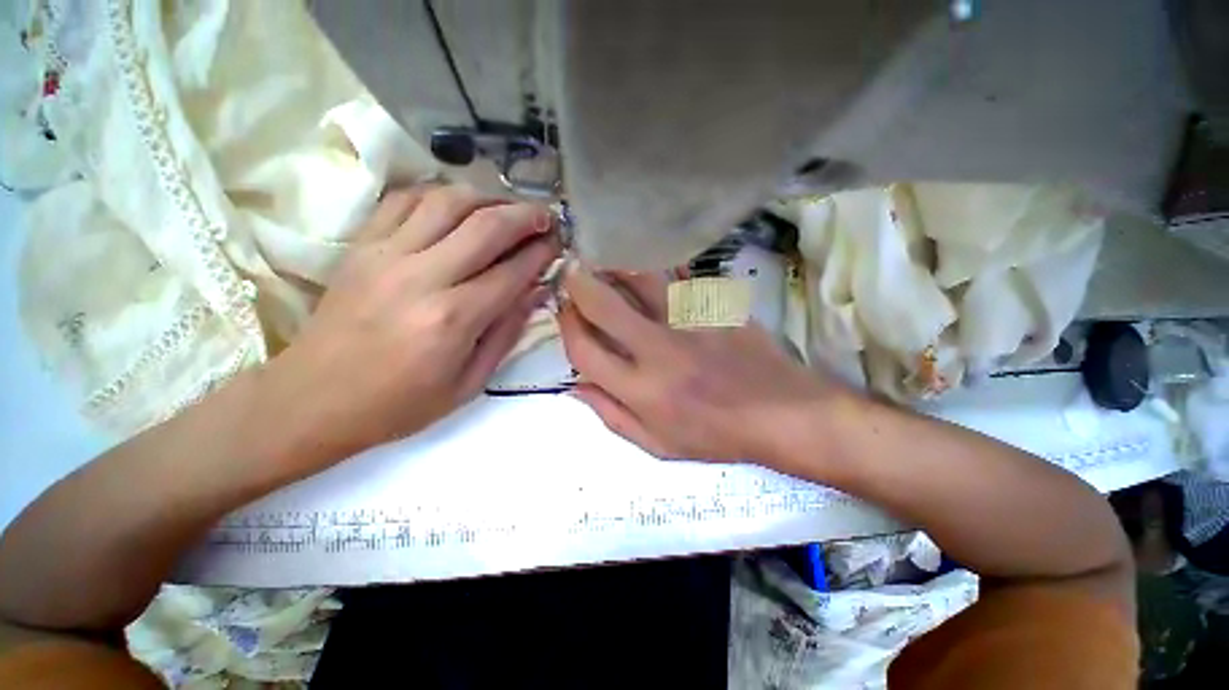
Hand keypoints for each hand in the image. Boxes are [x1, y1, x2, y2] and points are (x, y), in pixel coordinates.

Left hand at [261, 186, 557, 471]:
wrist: (313, 399)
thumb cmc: (399, 403)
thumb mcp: (469, 383)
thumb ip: (507, 333)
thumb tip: (536, 292)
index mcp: (453, 319)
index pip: (512, 271)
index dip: (542, 253)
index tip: (558, 243)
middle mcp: (422, 277)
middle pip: (485, 226)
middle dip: (525, 215)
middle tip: (545, 216)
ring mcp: (385, 255)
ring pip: (446, 201)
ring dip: (486, 197)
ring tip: (507, 207)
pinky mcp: (360, 246)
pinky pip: (403, 199)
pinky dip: (438, 193)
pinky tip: (457, 204)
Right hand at [558, 266, 846, 467]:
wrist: (782, 414)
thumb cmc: (716, 436)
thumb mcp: (657, 445)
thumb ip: (612, 416)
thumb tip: (576, 387)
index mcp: (642, 391)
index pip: (585, 351)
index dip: (567, 327)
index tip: (564, 312)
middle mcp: (659, 351)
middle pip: (605, 306)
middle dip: (579, 284)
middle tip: (572, 272)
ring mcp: (691, 322)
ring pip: (642, 278)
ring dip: (616, 265)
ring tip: (606, 260)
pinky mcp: (716, 305)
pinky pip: (680, 276)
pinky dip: (659, 269)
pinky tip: (652, 268)